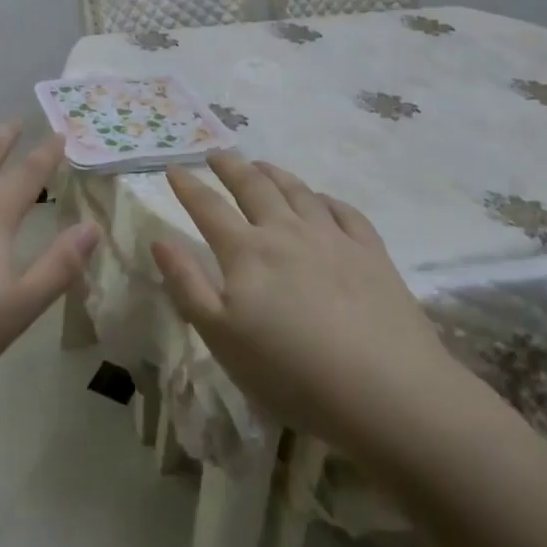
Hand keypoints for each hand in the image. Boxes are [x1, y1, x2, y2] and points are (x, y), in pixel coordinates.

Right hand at [152, 153, 461, 449]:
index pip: (208, 207)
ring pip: (297, 191)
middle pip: (253, 187)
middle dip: (230, 166)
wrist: (387, 392)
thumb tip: (160, 240)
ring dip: (274, 173)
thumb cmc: (290, 371)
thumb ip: (187, 285)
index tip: (174, 168)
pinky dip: (326, 199)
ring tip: (261, 164)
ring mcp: (332, 238)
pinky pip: (344, 212)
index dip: (188, 186)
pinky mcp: (371, 253)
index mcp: (246, 251)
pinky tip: (321, 200)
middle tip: (216, 153)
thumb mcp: (221, 337)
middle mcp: (286, 232)